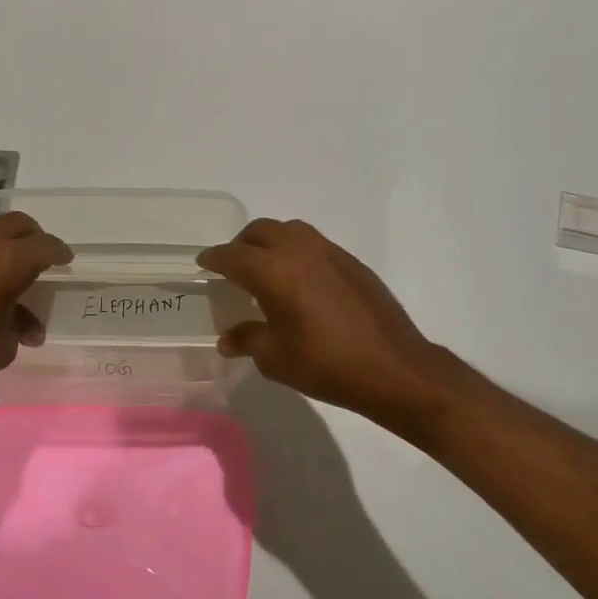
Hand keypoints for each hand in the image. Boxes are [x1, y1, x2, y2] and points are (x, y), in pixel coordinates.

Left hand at [0, 211, 71, 410]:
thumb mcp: (3, 345)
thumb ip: (19, 324)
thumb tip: (26, 325)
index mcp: (5, 260)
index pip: (43, 246)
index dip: (59, 252)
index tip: (65, 260)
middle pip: (14, 224)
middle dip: (32, 238)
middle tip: (38, 258)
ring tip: (0, 278)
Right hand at [197, 219, 457, 431]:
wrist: (393, 367)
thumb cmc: (327, 365)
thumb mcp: (277, 359)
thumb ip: (248, 340)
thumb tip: (228, 339)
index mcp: (274, 272)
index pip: (233, 256)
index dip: (215, 259)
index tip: (204, 263)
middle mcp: (300, 251)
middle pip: (261, 231)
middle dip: (241, 244)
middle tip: (233, 265)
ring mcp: (330, 252)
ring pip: (290, 230)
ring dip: (271, 241)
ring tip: (266, 267)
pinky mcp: (352, 262)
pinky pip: (314, 243)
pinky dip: (297, 251)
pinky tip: (300, 280)